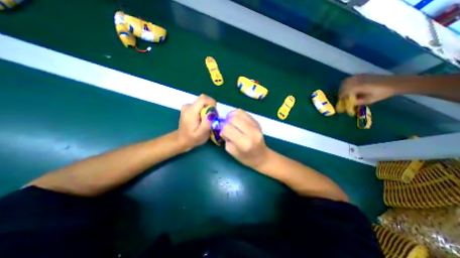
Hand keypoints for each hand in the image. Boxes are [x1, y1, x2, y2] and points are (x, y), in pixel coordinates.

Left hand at [177, 94, 216, 150]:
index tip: (214, 113)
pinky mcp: (189, 108)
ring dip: (208, 110)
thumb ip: (206, 124)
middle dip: (211, 107)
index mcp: (191, 111)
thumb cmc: (192, 138)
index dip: (212, 103)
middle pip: (204, 100)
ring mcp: (187, 106)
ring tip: (207, 120)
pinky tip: (203, 119)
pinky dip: (204, 110)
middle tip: (212, 119)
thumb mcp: (201, 134)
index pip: (203, 99)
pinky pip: (200, 105)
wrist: (181, 140)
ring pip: (202, 102)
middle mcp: (188, 106)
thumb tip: (212, 113)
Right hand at [220, 108, 270, 168]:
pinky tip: (236, 120)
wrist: (262, 156)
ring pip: (239, 113)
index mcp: (244, 143)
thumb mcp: (231, 151)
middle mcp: (251, 132)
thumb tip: (223, 126)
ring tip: (231, 122)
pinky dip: (237, 114)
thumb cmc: (245, 157)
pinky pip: (244, 113)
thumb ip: (226, 138)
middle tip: (227, 128)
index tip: (224, 134)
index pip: (227, 129)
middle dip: (227, 122)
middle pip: (233, 119)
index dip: (223, 131)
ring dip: (231, 116)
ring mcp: (256, 126)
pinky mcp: (257, 122)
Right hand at [339, 73, 397, 103]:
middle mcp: (358, 80)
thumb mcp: (372, 99)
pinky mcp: (361, 75)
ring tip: (344, 92)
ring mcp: (360, 76)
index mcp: (360, 86)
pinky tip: (348, 87)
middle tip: (342, 97)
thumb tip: (350, 103)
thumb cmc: (383, 92)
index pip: (345, 91)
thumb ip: (359, 102)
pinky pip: (349, 79)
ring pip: (345, 81)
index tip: (341, 100)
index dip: (341, 96)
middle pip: (343, 86)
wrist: (395, 82)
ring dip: (342, 87)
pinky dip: (346, 83)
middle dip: (341, 92)